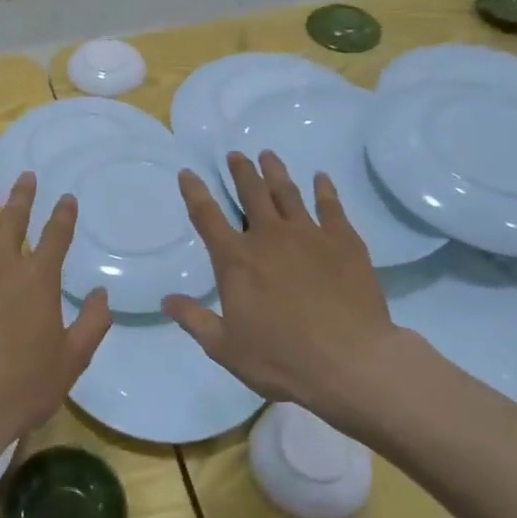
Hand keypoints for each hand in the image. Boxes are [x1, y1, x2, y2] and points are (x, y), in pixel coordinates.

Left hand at [0, 174, 110, 472]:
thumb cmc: (20, 387)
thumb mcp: (71, 361)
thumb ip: (92, 323)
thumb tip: (101, 293)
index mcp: (38, 279)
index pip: (56, 235)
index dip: (63, 214)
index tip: (66, 198)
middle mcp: (2, 263)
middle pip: (14, 219)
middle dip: (22, 195)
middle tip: (26, 177)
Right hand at [163, 151, 423, 421]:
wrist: (350, 362)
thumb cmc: (282, 358)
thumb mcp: (226, 348)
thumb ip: (195, 320)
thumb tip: (166, 300)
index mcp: (236, 260)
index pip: (207, 216)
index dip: (194, 192)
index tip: (188, 173)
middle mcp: (269, 237)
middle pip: (251, 194)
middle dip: (241, 172)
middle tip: (236, 155)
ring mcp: (309, 235)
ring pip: (287, 193)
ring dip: (275, 172)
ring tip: (268, 155)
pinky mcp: (344, 241)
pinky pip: (331, 206)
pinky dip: (324, 189)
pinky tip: (321, 178)